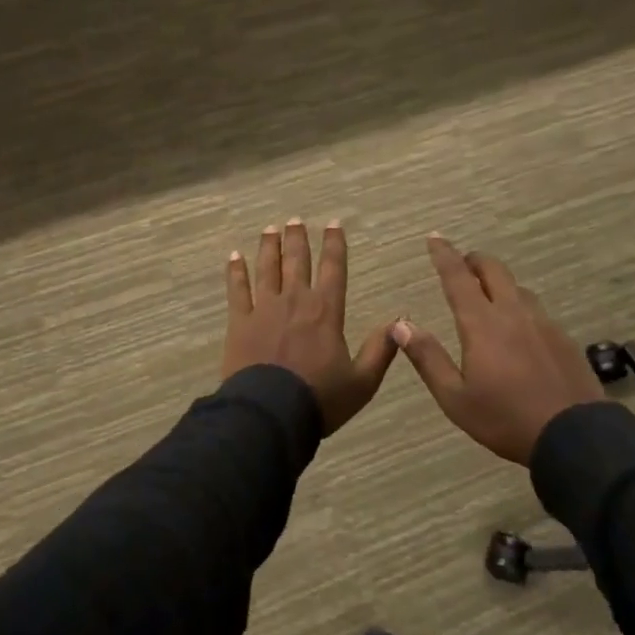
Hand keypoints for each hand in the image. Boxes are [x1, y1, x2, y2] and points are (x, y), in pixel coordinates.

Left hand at [224, 220, 399, 434]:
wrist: (271, 414)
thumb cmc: (319, 399)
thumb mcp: (362, 382)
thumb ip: (381, 350)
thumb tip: (400, 321)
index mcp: (326, 311)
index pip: (333, 269)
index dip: (335, 244)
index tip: (334, 224)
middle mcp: (296, 300)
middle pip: (297, 261)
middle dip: (297, 238)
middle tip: (295, 220)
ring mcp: (265, 309)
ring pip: (267, 268)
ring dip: (269, 247)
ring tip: (270, 229)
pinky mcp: (240, 322)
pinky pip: (237, 290)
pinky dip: (236, 271)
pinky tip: (234, 256)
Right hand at [395, 235, 604, 464]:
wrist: (575, 436)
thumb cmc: (505, 418)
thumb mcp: (455, 398)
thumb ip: (428, 358)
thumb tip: (401, 325)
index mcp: (482, 323)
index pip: (458, 278)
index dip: (444, 255)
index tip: (434, 237)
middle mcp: (513, 313)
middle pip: (494, 270)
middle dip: (474, 261)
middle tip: (462, 265)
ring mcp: (543, 323)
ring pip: (518, 288)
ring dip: (499, 283)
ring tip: (490, 296)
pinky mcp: (563, 338)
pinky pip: (537, 310)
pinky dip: (520, 307)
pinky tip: (521, 329)